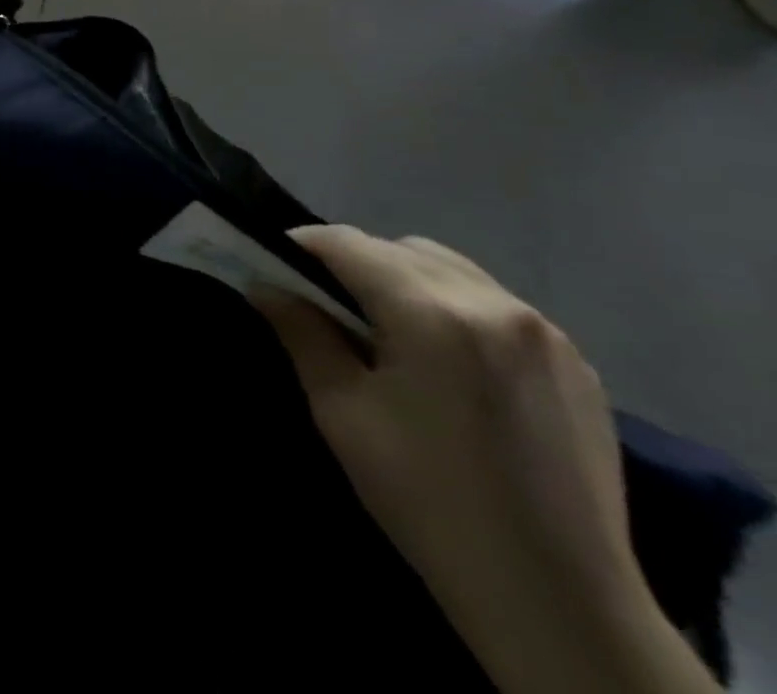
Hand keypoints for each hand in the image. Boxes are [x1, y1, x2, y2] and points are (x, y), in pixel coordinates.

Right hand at [256, 226, 715, 693]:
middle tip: (327, 305)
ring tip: (389, 331)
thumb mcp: (340, 411)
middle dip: (354, 263)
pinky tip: (447, 360)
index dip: (302, 247)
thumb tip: (265, 285)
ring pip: (450, 269)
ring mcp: (545, 333)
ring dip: (406, 280)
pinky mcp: (577, 364)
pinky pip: (495, 304)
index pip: (348, 244)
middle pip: (400, 248)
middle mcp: (494, 305)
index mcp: (432, 314)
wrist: (556, 599)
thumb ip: (301, 332)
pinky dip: (455, 307)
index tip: (275, 267)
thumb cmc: (427, 497)